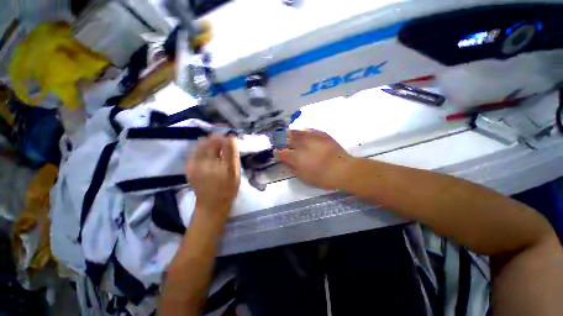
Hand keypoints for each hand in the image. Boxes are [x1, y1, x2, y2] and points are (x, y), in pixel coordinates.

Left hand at [186, 134, 239, 219]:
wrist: (212, 205)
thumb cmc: (227, 188)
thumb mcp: (234, 171)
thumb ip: (232, 153)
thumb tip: (230, 137)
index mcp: (214, 162)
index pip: (219, 141)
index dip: (224, 134)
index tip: (230, 132)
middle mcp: (201, 161)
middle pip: (208, 141)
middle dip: (217, 136)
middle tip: (225, 138)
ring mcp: (193, 164)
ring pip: (201, 145)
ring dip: (210, 142)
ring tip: (218, 146)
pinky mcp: (189, 168)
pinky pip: (196, 152)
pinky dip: (204, 149)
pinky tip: (210, 154)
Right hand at [275, 129, 353, 189]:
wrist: (343, 170)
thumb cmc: (323, 178)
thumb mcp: (304, 178)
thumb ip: (293, 168)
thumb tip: (286, 162)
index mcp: (295, 157)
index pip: (281, 153)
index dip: (276, 153)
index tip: (276, 153)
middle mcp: (300, 145)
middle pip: (285, 140)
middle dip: (280, 141)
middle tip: (279, 142)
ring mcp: (310, 137)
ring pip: (295, 132)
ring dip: (288, 133)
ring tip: (286, 134)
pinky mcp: (320, 134)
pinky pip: (308, 130)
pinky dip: (302, 131)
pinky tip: (301, 132)